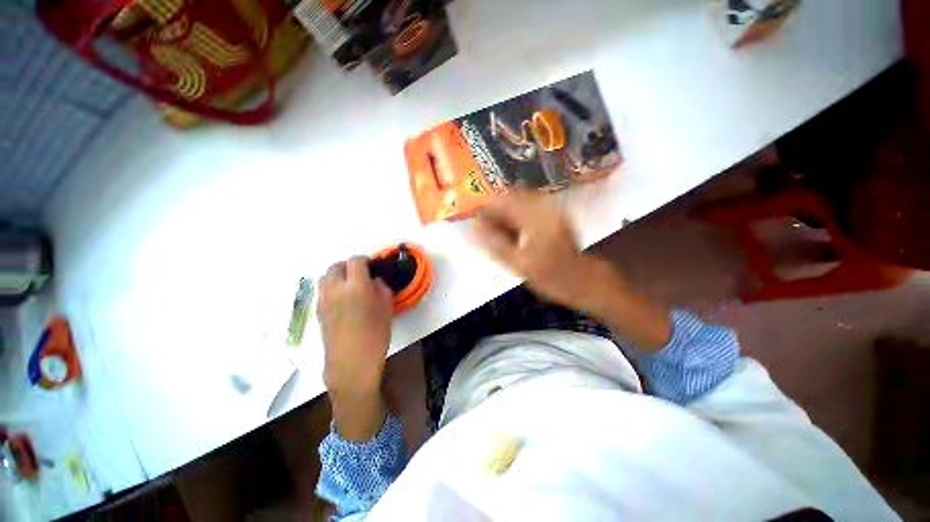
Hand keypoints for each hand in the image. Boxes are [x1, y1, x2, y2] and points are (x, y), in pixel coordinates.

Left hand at [317, 256, 392, 397]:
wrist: (352, 362)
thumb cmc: (375, 334)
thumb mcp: (387, 307)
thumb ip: (380, 288)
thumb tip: (373, 281)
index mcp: (356, 285)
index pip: (356, 260)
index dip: (365, 260)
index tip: (372, 267)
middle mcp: (335, 288)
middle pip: (336, 266)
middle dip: (348, 266)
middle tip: (360, 275)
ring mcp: (323, 299)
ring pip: (325, 277)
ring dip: (338, 276)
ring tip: (349, 286)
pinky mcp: (317, 311)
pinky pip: (323, 290)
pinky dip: (332, 288)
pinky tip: (342, 300)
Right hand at [473, 193, 670, 348]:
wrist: (585, 281)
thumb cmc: (553, 277)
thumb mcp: (519, 265)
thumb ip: (494, 245)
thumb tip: (471, 229)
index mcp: (536, 216)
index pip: (502, 200)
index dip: (484, 208)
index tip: (473, 221)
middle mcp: (543, 205)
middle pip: (509, 198)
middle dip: (494, 213)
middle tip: (483, 231)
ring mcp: (550, 209)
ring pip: (517, 204)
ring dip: (503, 217)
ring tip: (496, 235)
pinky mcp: (552, 215)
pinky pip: (526, 210)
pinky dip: (515, 220)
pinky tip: (511, 234)